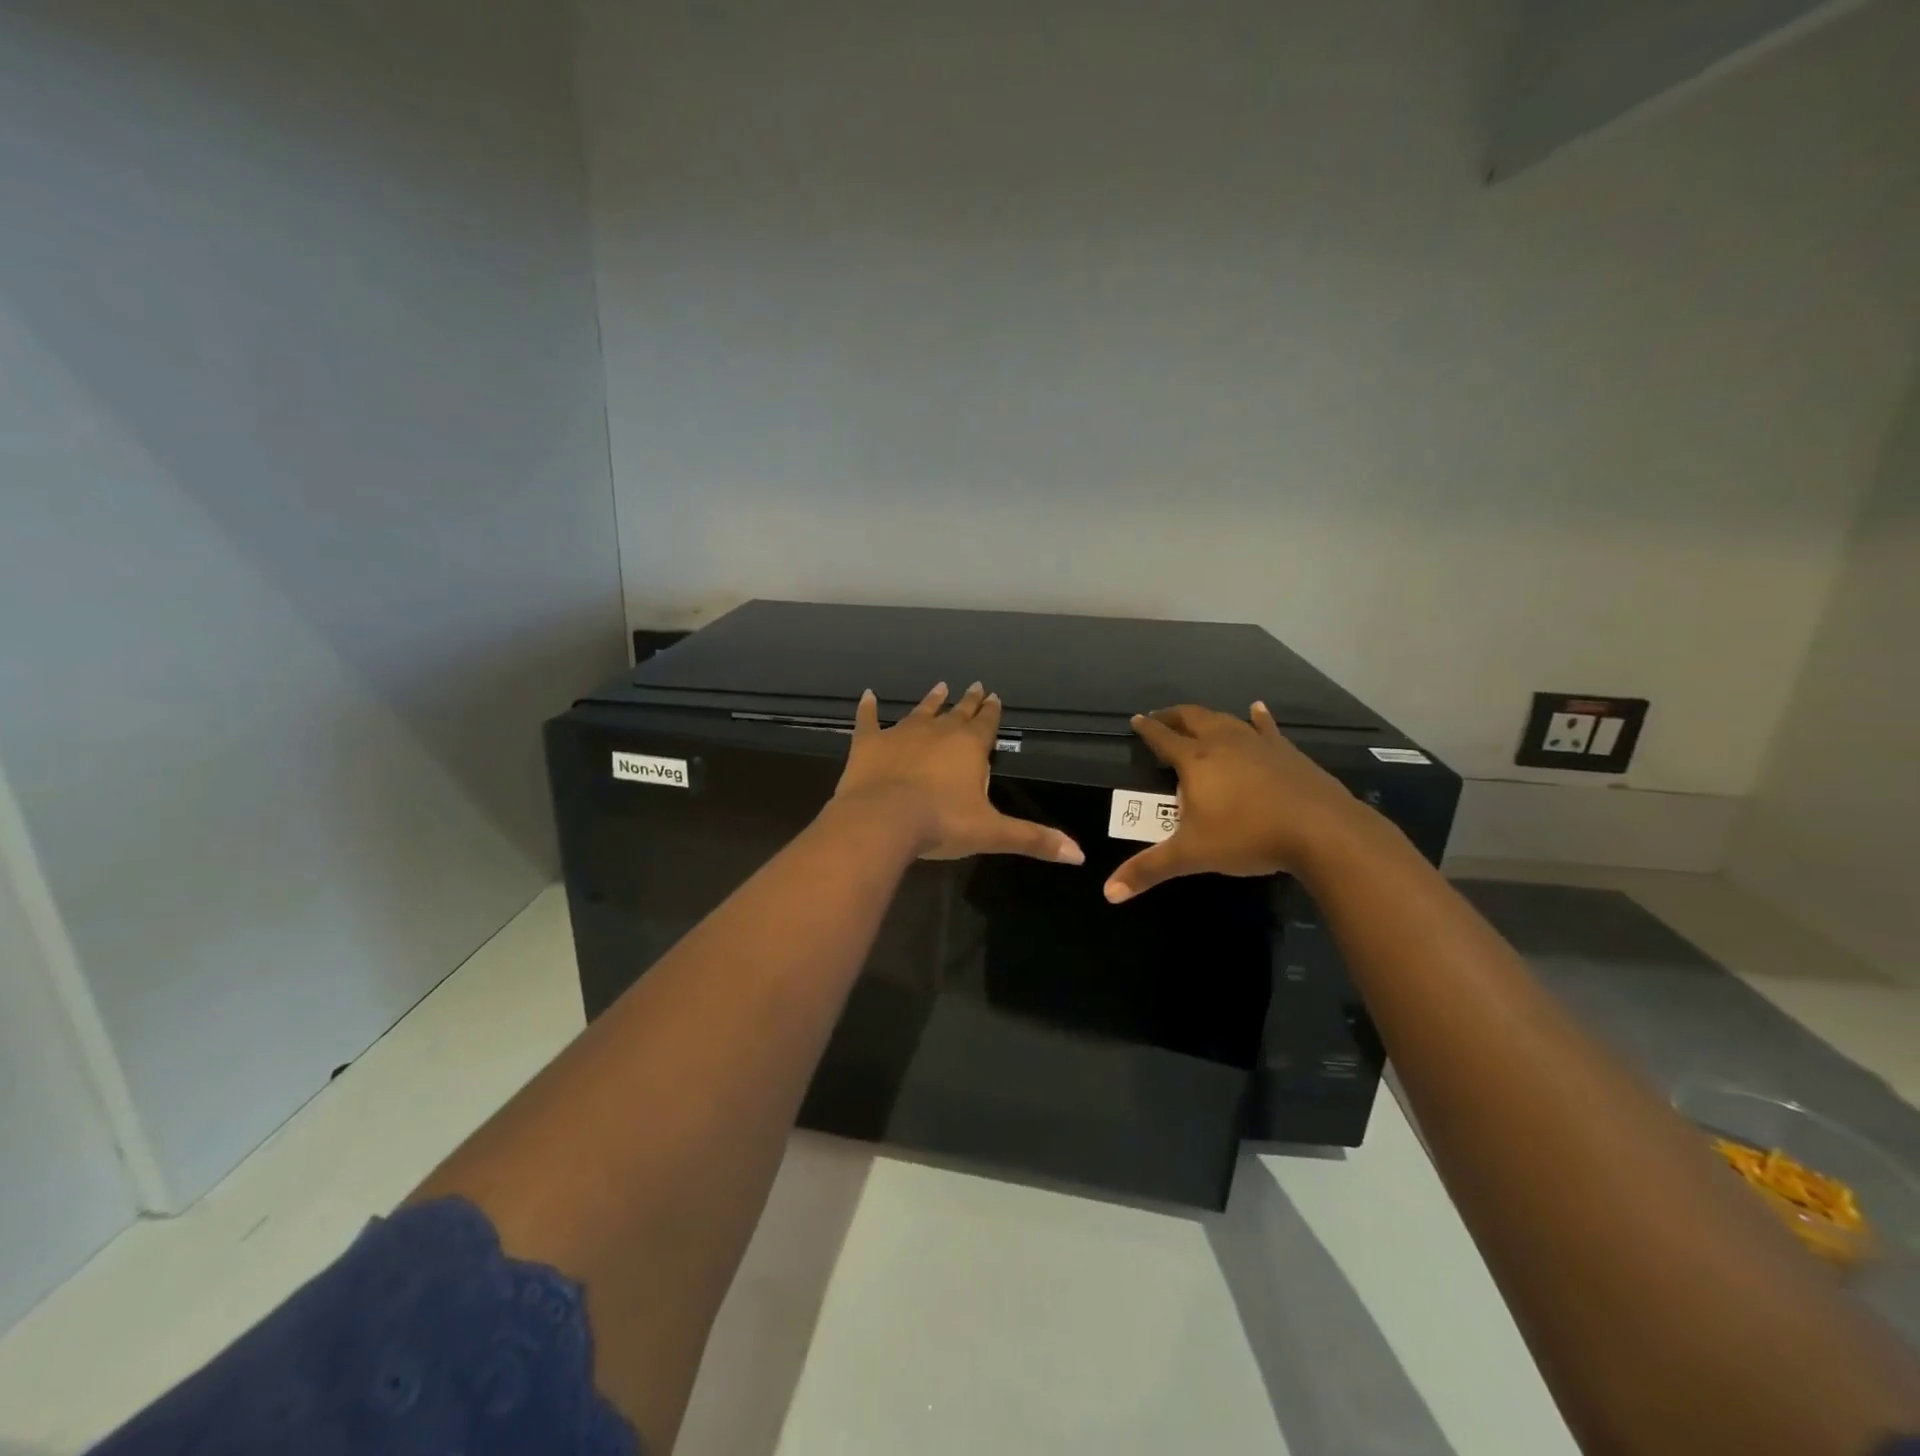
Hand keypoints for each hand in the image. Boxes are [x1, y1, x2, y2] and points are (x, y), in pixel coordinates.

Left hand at [833, 682, 1085, 864]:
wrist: (883, 820)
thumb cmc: (942, 823)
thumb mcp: (991, 833)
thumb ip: (1033, 839)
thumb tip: (1079, 855)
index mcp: (969, 747)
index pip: (986, 723)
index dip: (992, 712)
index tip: (994, 696)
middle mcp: (938, 731)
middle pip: (957, 712)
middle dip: (968, 701)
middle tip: (974, 686)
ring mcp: (901, 734)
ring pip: (920, 712)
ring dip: (931, 701)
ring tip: (940, 687)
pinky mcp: (869, 743)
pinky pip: (868, 720)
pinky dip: (868, 708)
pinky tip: (868, 695)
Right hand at [1103, 702, 1377, 902]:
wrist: (1321, 830)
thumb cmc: (1247, 837)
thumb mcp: (1192, 855)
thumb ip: (1149, 870)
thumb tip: (1109, 893)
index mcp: (1196, 760)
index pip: (1163, 738)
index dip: (1147, 729)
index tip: (1136, 720)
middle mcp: (1224, 742)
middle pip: (1192, 719)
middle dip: (1173, 717)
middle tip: (1160, 718)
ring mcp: (1258, 744)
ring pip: (1225, 720)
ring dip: (1207, 717)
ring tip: (1197, 718)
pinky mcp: (1287, 752)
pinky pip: (1267, 728)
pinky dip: (1258, 717)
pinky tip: (1257, 708)